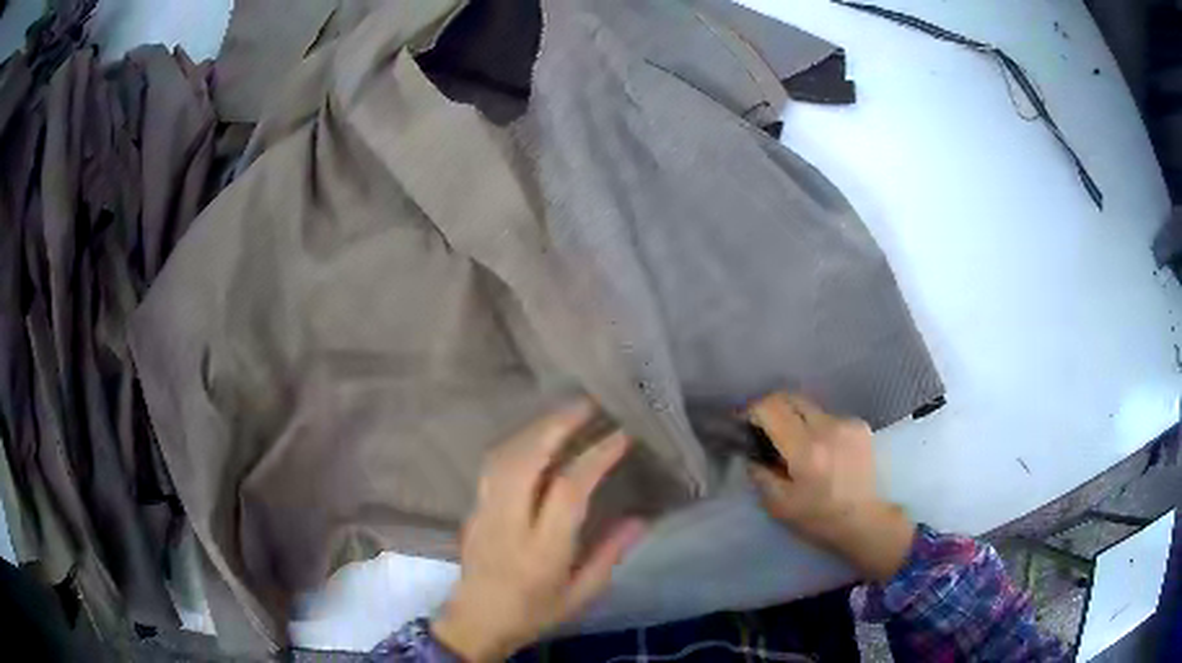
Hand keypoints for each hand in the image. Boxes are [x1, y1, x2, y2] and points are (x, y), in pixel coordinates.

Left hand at [433, 400, 646, 661]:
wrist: (476, 622)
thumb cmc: (534, 612)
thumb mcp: (581, 595)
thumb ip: (609, 556)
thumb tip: (640, 519)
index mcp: (542, 550)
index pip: (567, 491)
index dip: (595, 457)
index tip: (620, 434)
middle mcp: (509, 524)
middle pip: (526, 461)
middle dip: (556, 426)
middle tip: (586, 405)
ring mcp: (484, 513)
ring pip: (504, 457)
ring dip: (535, 429)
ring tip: (564, 414)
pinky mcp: (472, 509)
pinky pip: (492, 466)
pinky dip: (516, 443)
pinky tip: (534, 437)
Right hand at [746, 392, 914, 581]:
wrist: (863, 519)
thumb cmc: (817, 517)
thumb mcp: (778, 504)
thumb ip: (759, 474)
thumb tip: (749, 451)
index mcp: (805, 449)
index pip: (771, 408)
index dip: (752, 411)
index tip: (744, 423)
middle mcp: (827, 427)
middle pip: (790, 397)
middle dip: (772, 408)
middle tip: (764, 429)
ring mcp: (846, 423)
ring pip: (809, 407)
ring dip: (796, 419)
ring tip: (796, 444)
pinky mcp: (859, 425)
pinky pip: (828, 416)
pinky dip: (817, 427)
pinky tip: (821, 449)